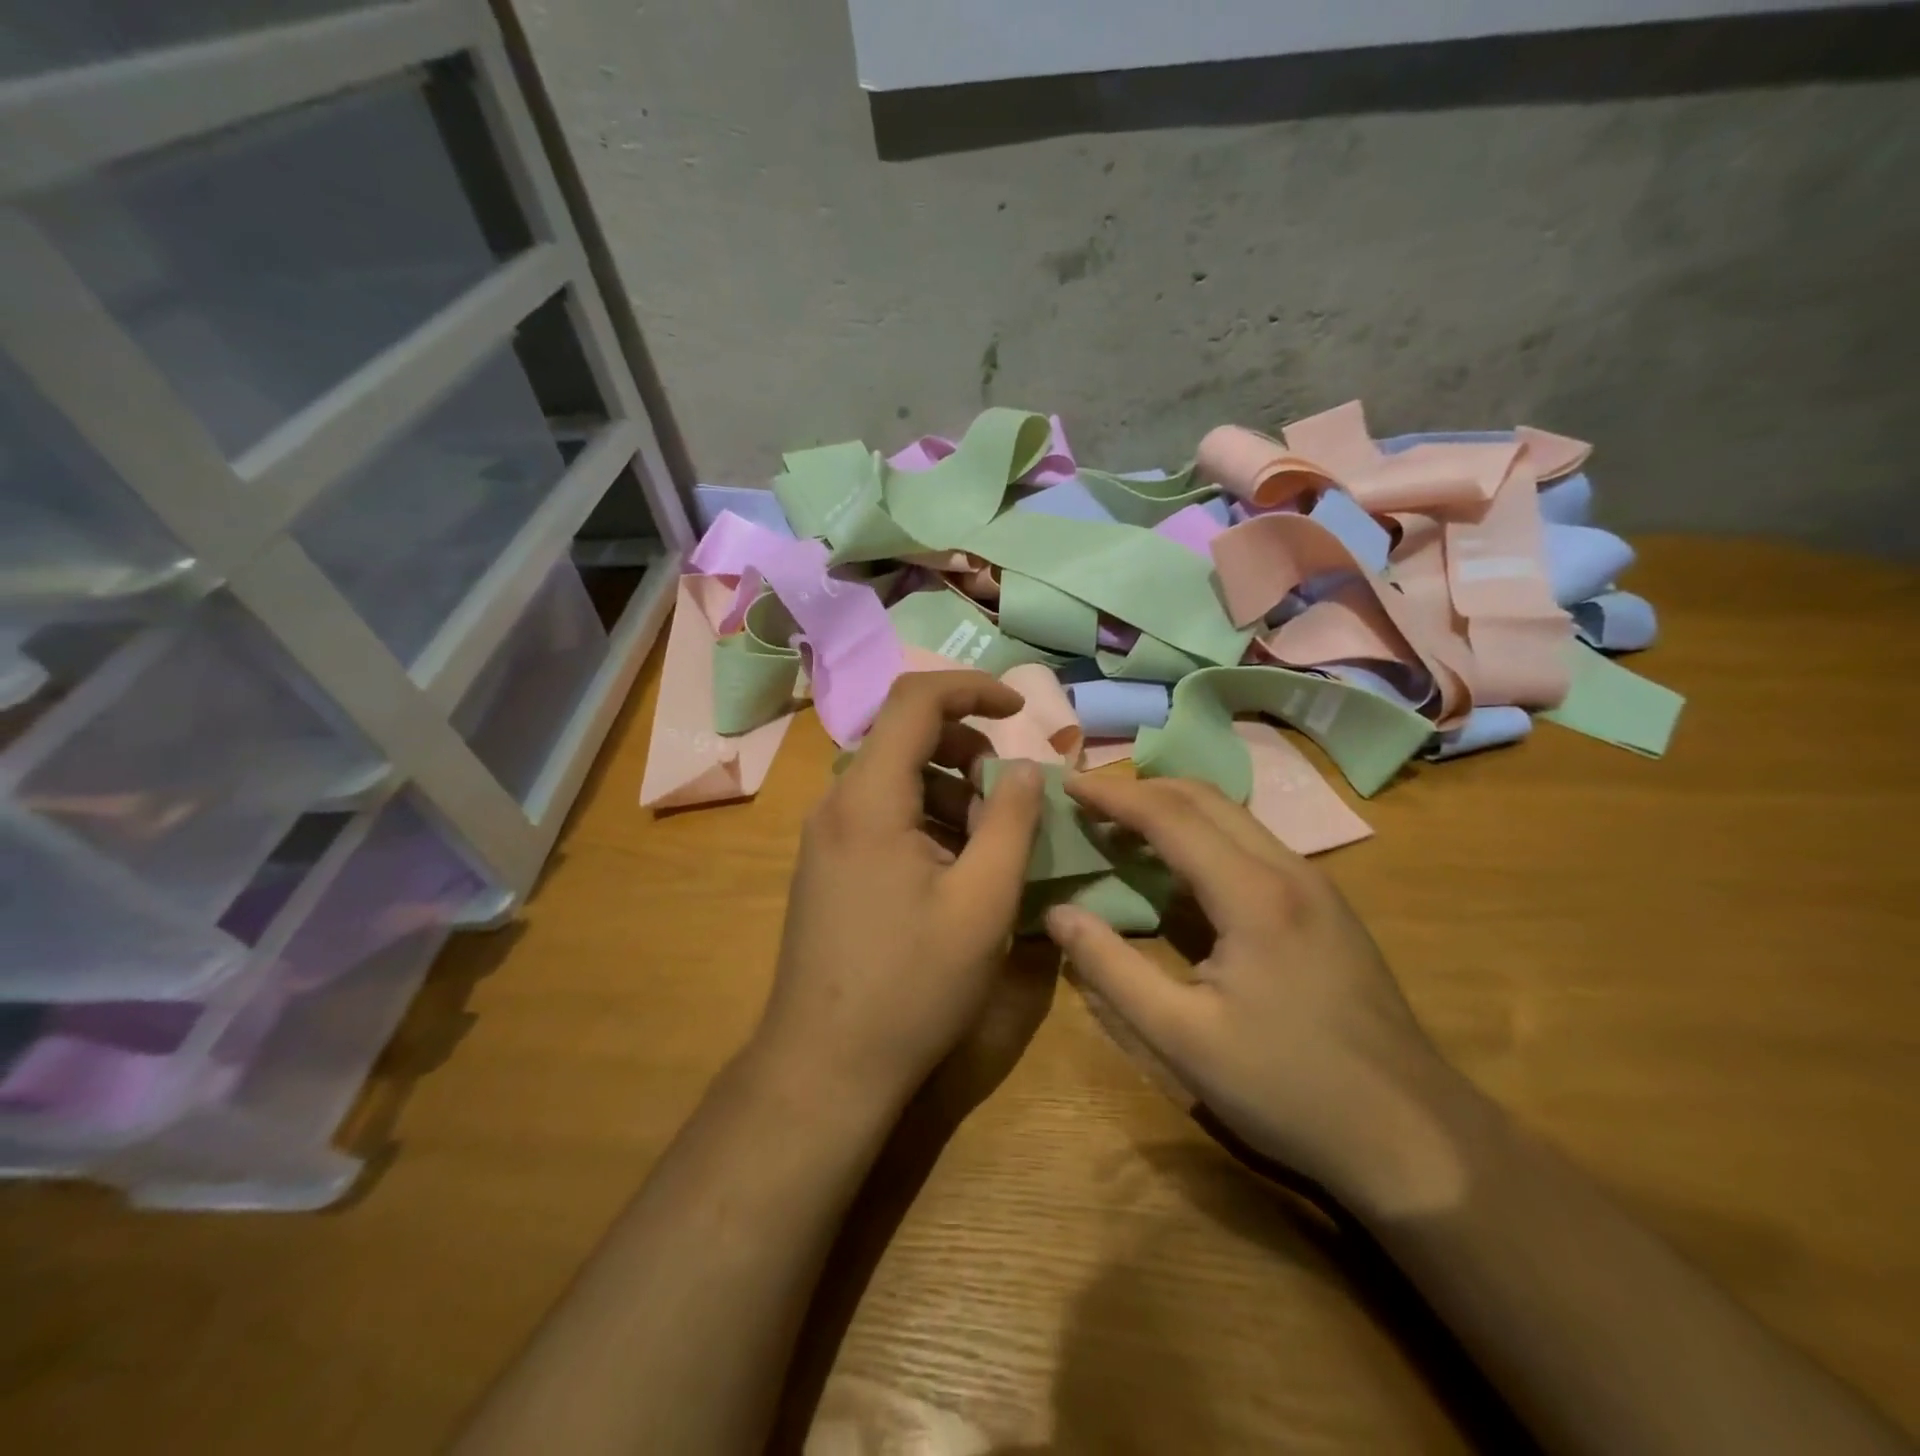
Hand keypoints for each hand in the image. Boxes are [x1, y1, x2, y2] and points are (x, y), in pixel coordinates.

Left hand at [754, 672, 1047, 1114]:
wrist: (824, 1066)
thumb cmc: (911, 985)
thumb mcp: (982, 902)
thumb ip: (1011, 822)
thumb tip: (1024, 767)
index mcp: (869, 798)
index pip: (914, 700)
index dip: (972, 689)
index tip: (1019, 710)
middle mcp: (837, 803)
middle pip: (904, 736)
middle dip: (967, 747)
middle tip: (1008, 792)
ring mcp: (826, 836)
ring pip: (895, 778)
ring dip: (950, 788)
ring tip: (989, 840)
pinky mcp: (828, 865)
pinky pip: (882, 814)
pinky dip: (926, 818)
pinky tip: (955, 868)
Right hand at [1045, 774, 1457, 1207]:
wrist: (1413, 1136)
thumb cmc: (1287, 1087)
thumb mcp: (1181, 1038)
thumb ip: (1111, 969)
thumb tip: (1057, 914)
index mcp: (1253, 894)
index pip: (1170, 816)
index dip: (1113, 796)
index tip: (1068, 784)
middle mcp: (1289, 870)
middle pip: (1206, 799)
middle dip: (1142, 790)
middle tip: (1090, 803)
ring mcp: (1317, 887)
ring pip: (1235, 818)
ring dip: (1176, 810)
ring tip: (1125, 829)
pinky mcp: (1328, 909)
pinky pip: (1254, 845)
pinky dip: (1206, 837)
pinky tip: (1184, 871)